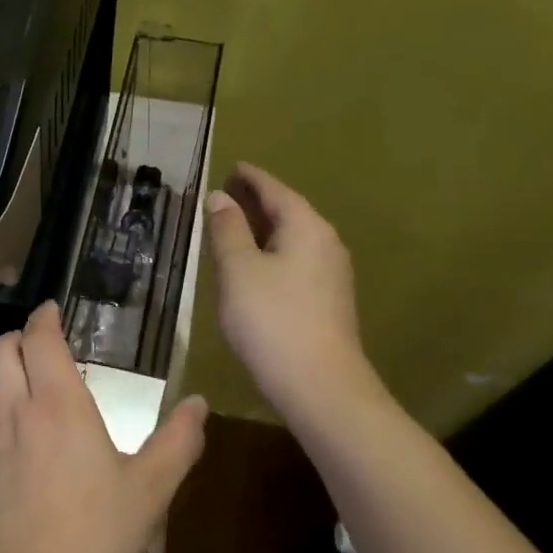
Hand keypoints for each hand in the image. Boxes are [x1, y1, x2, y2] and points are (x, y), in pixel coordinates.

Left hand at [0, 301, 207, 552]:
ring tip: (26, 383)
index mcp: (59, 404)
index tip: (53, 310)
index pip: (40, 338)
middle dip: (18, 336)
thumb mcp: (150, 490)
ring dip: (2, 370)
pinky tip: (13, 432)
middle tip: (42, 345)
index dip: (44, 317)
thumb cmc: (95, 537)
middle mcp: (16, 410)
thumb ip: (179, 441)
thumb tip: (198, 403)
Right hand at [205, 162, 388, 427]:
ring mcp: (331, 273)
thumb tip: (221, 197)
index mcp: (306, 227)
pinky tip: (254, 265)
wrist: (320, 386)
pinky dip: (272, 252)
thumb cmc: (272, 320)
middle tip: (227, 192)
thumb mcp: (238, 270)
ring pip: (293, 238)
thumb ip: (227, 229)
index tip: (232, 166)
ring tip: (234, 225)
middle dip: (257, 201)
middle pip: (288, 211)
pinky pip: (296, 260)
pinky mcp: (328, 300)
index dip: (250, 177)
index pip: (275, 190)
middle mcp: (325, 243)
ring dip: (264, 228)